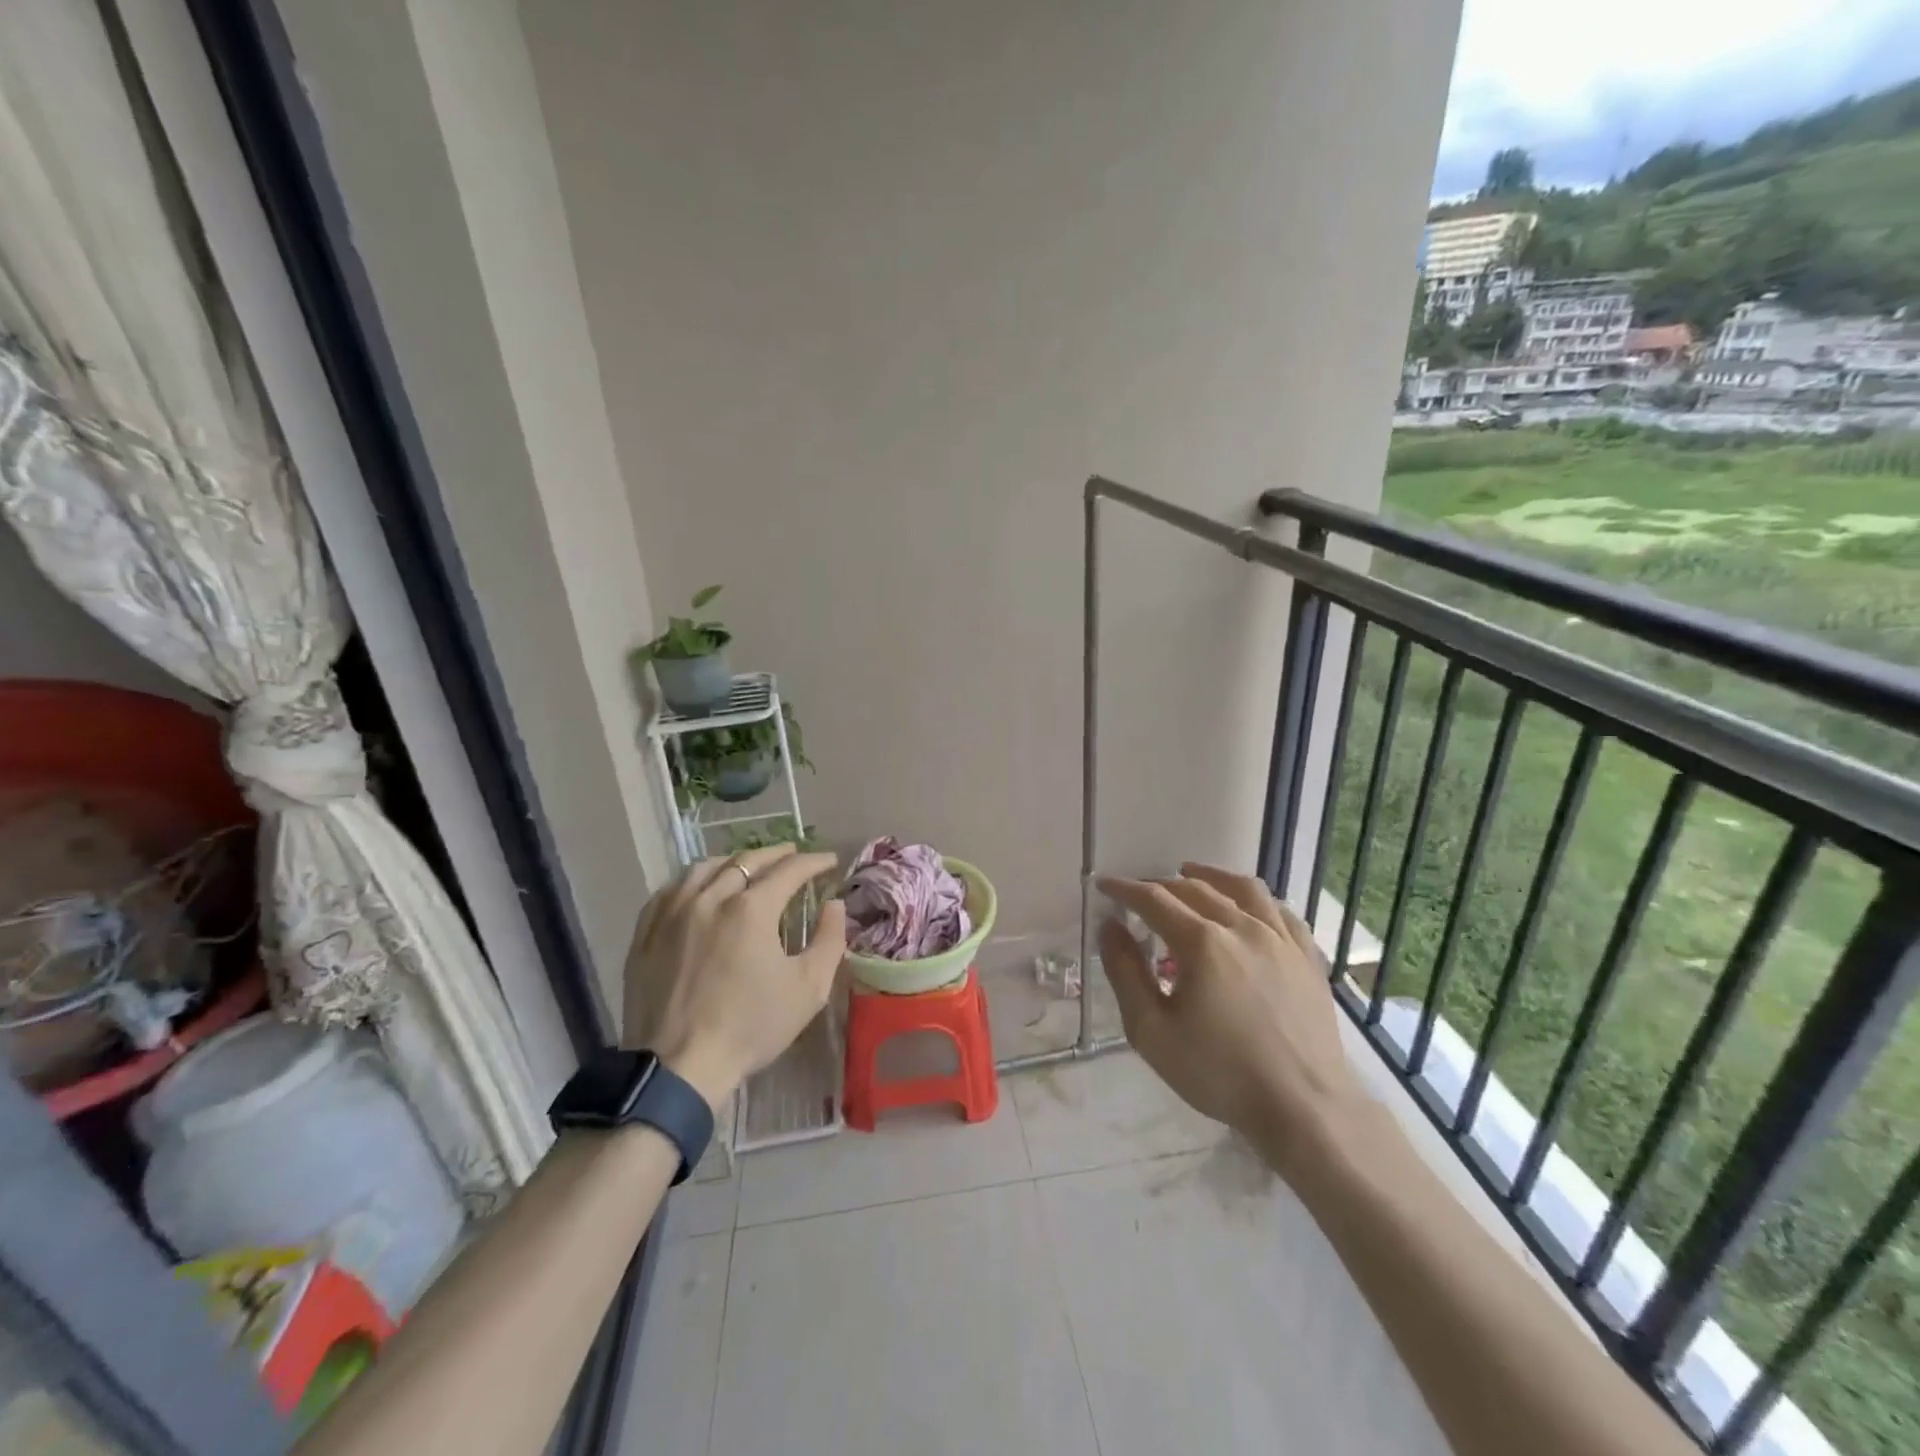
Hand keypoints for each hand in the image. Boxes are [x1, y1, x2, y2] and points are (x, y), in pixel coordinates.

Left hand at [623, 845, 846, 1111]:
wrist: (678, 1067)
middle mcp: (710, 898)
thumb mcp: (808, 988)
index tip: (829, 861)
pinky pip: (670, 891)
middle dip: (777, 854)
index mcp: (751, 909)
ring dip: (733, 861)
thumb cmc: (750, 1027)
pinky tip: (700, 889)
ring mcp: (672, 913)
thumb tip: (834, 905)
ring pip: (705, 868)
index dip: (814, 861)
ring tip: (748, 866)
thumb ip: (829, 940)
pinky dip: (693, 881)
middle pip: (747, 860)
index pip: (790, 870)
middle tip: (794, 854)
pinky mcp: (646, 933)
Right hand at [1097, 863, 1364, 1175]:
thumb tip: (1110, 927)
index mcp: (1202, 943)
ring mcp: (1280, 939)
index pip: (1154, 900)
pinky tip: (1248, 906)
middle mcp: (1242, 927)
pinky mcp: (1306, 957)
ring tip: (1191, 873)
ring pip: (1242, 888)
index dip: (1125, 889)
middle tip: (1140, 892)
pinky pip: (1280, 910)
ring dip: (1210, 876)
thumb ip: (1125, 973)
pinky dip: (1255, 899)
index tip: (1104, 885)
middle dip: (1160, 884)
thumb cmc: (1220, 1073)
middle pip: (1194, 889)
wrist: (1304, 1107)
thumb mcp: (1152, 1031)